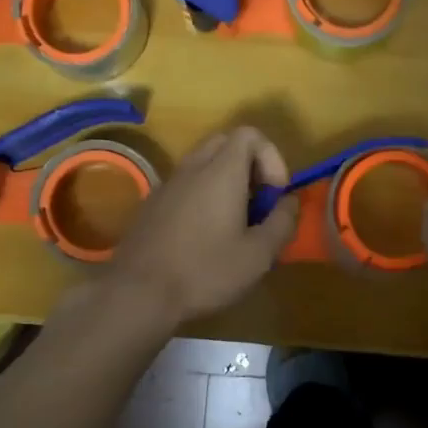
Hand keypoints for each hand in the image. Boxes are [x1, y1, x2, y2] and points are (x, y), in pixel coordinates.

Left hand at [101, 127, 297, 324]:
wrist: (138, 293)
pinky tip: (203, 235)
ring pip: (202, 164)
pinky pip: (184, 184)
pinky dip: (201, 195)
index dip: (271, 157)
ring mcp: (167, 184)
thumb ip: (282, 222)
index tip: (274, 194)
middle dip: (249, 165)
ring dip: (224, 181)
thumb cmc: (205, 271)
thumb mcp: (258, 255)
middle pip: (225, 143)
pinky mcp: (151, 204)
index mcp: (221, 171)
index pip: (249, 134)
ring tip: (233, 222)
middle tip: (257, 202)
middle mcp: (192, 168)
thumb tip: (289, 201)